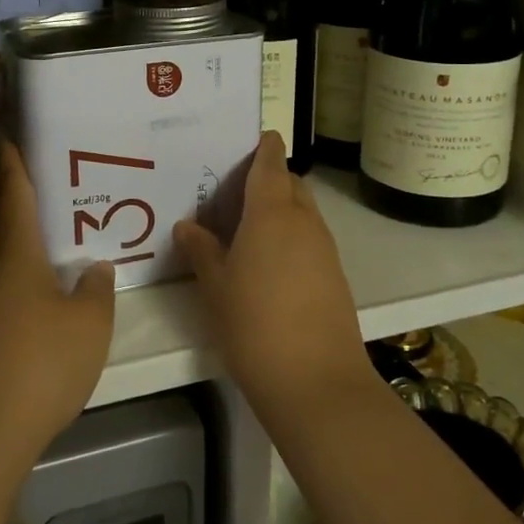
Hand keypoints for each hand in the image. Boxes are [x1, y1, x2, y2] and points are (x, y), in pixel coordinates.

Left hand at [0, 143, 115, 460]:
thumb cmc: (42, 361)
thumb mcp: (90, 323)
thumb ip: (96, 288)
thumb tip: (94, 267)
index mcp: (14, 249)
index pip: (12, 191)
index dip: (12, 161)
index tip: (9, 136)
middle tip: (11, 180)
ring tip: (21, 225)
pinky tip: (21, 277)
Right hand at [174, 132, 372, 426]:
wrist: (316, 383)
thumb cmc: (254, 324)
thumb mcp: (216, 286)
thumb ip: (201, 250)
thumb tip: (188, 226)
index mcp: (272, 212)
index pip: (271, 162)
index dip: (262, 146)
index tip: (246, 139)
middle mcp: (303, 221)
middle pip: (290, 183)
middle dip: (267, 178)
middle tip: (231, 192)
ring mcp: (324, 249)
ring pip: (302, 212)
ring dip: (278, 209)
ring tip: (243, 227)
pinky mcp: (335, 276)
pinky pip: (310, 239)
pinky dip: (290, 237)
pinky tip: (265, 262)